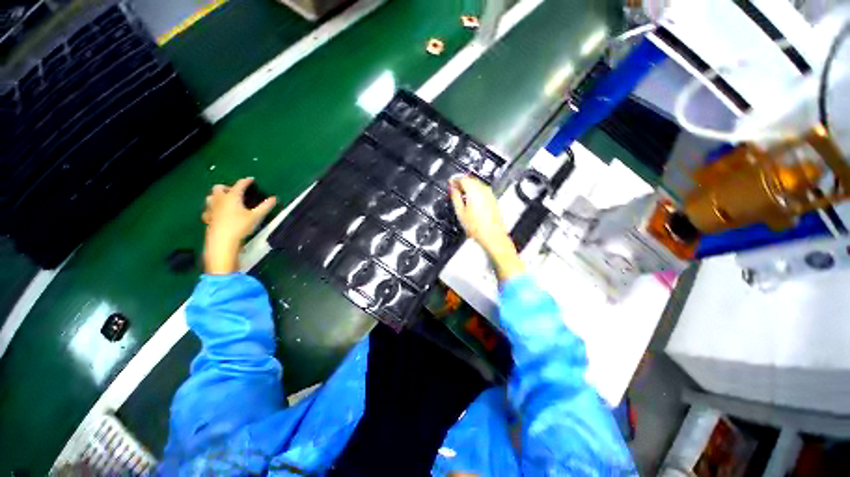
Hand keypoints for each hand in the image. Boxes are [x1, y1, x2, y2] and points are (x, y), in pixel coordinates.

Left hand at [202, 177, 276, 274]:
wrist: (222, 241)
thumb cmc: (240, 226)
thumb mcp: (256, 216)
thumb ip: (265, 206)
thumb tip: (274, 198)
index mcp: (232, 196)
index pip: (239, 185)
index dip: (246, 181)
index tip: (251, 179)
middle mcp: (219, 199)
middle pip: (219, 187)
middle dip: (227, 187)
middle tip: (236, 191)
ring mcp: (211, 208)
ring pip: (211, 196)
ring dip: (218, 196)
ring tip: (226, 200)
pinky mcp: (207, 218)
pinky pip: (208, 209)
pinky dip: (213, 208)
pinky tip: (217, 213)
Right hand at [450, 176, 523, 280]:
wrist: (493, 236)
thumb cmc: (478, 228)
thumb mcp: (460, 212)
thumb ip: (455, 197)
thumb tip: (452, 188)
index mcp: (474, 191)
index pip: (463, 179)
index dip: (454, 179)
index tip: (450, 183)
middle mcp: (484, 190)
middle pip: (471, 179)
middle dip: (461, 182)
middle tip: (454, 188)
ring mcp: (490, 194)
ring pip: (477, 184)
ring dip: (468, 186)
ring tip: (461, 195)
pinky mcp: (493, 199)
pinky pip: (482, 190)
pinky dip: (475, 191)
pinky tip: (470, 200)